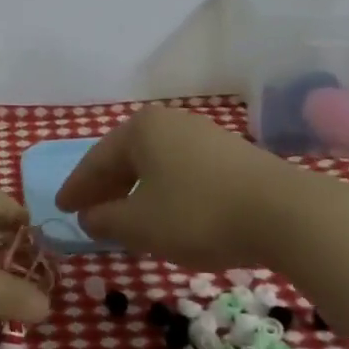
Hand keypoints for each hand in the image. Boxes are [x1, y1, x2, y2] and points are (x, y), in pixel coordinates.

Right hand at [55, 106, 348, 270]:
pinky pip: (181, 171)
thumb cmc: (200, 214)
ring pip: (154, 164)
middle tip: (86, 212)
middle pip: (125, 157)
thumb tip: (88, 217)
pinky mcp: (230, 155)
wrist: (287, 215)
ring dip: (135, 190)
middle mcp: (169, 123)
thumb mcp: (141, 225)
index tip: (61, 207)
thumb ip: (106, 220)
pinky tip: (166, 213)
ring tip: (124, 216)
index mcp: (141, 130)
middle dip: (105, 187)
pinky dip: (164, 191)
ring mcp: (202, 135)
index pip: (96, 160)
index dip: (77, 188)